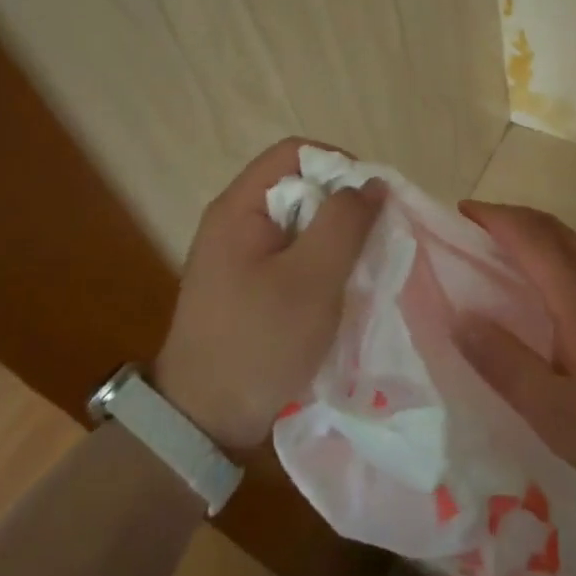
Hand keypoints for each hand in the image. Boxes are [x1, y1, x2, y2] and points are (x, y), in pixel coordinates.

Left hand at [153, 138, 381, 450]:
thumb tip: (371, 183)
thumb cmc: (259, 341)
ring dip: (333, 239)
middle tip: (372, 238)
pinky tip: (337, 291)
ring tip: (361, 267)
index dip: (338, 164)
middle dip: (340, 206)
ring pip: (298, 224)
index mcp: (239, 208)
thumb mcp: (312, 279)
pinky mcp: (245, 287)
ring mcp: (237, 256)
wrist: (202, 422)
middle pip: (298, 185)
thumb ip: (344, 223)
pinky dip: (318, 264)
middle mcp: (234, 222)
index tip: (370, 201)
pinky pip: (290, 255)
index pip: (294, 152)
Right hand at [454, 201, 575, 508]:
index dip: (492, 217)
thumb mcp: (553, 411)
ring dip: (536, 234)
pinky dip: (558, 254)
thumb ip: (503, 362)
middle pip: (552, 227)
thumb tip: (458, 318)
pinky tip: (552, 291)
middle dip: (510, 218)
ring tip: (503, 255)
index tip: (459, 213)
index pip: (528, 234)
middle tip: (472, 231)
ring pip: (574, 242)